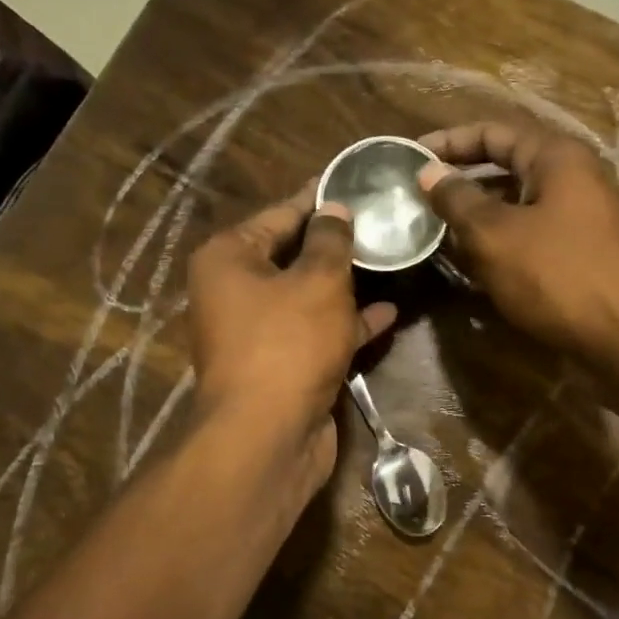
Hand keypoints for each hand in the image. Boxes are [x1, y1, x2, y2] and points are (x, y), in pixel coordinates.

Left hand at [187, 189, 395, 481]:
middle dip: (336, 242)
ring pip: (308, 296)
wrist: (269, 436)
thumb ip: (331, 240)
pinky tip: (388, 312)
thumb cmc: (288, 343)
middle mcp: (236, 291)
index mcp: (229, 258)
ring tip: (390, 259)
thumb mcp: (318, 281)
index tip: (354, 183)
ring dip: (347, 283)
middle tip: (380, 221)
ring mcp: (260, 332)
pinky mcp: (284, 365)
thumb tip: (334, 209)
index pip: (279, 214)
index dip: (318, 198)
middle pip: (292, 255)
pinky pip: (318, 332)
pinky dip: (348, 323)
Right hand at [418, 122, 618, 366]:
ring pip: (517, 205)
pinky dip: (500, 242)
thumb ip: (457, 200)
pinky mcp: (581, 252)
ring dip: (477, 216)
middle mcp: (573, 178)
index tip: (409, 158)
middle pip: (506, 167)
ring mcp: (581, 217)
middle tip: (418, 197)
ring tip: (436, 231)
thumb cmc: (557, 274)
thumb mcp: (494, 234)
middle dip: (461, 181)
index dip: (448, 142)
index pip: (493, 132)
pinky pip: (531, 235)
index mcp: (556, 157)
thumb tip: (429, 173)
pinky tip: (472, 264)